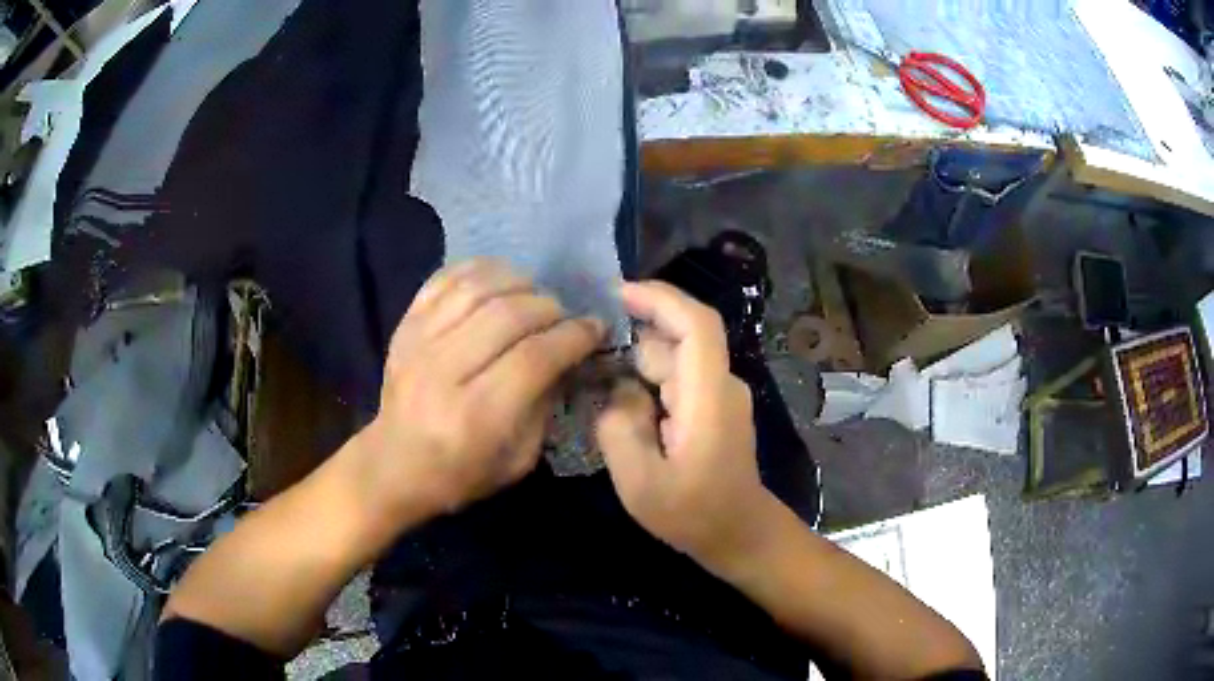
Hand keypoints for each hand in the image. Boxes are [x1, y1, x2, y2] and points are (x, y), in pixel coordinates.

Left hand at [357, 259, 604, 522]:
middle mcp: (443, 372)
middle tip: (564, 316)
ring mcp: (418, 343)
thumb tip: (569, 354)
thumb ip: (546, 404)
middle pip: (507, 315)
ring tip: (534, 294)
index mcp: (476, 415)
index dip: (573, 336)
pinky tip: (499, 279)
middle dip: (549, 307)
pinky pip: (444, 279)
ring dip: (517, 282)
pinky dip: (478, 269)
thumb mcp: (518, 458)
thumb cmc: (462, 472)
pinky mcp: (404, 326)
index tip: (595, 328)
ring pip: (476, 289)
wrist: (394, 464)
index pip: (534, 358)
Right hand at [596, 282, 776, 570]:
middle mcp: (721, 384)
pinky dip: (648, 382)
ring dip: (638, 365)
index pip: (696, 324)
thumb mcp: (640, 481)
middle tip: (587, 360)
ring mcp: (719, 395)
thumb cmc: (692, 514)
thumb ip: (619, 426)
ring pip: (674, 359)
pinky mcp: (713, 407)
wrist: (738, 534)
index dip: (660, 299)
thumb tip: (619, 389)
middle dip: (633, 340)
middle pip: (678, 339)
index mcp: (709, 396)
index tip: (617, 293)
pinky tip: (624, 406)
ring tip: (600, 388)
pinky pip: (678, 379)